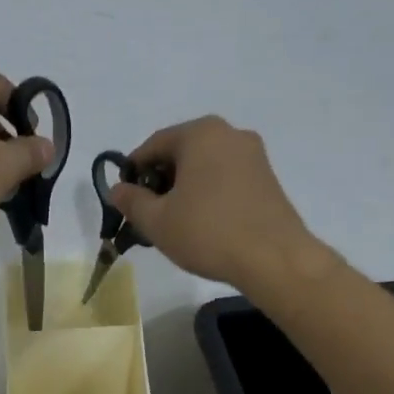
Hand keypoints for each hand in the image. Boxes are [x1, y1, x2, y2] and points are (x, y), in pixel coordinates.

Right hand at [110, 116, 321, 291]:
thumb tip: (118, 190)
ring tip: (176, 222)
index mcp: (200, 133)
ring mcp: (253, 155)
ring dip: (185, 188)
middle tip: (150, 213)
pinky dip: (209, 193)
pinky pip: (226, 177)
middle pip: (181, 152)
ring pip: (204, 166)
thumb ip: (132, 201)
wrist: (275, 259)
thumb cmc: (208, 232)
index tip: (126, 198)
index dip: (133, 171)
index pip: (153, 145)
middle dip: (161, 180)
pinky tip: (204, 223)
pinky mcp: (268, 178)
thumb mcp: (157, 220)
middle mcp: (229, 134)